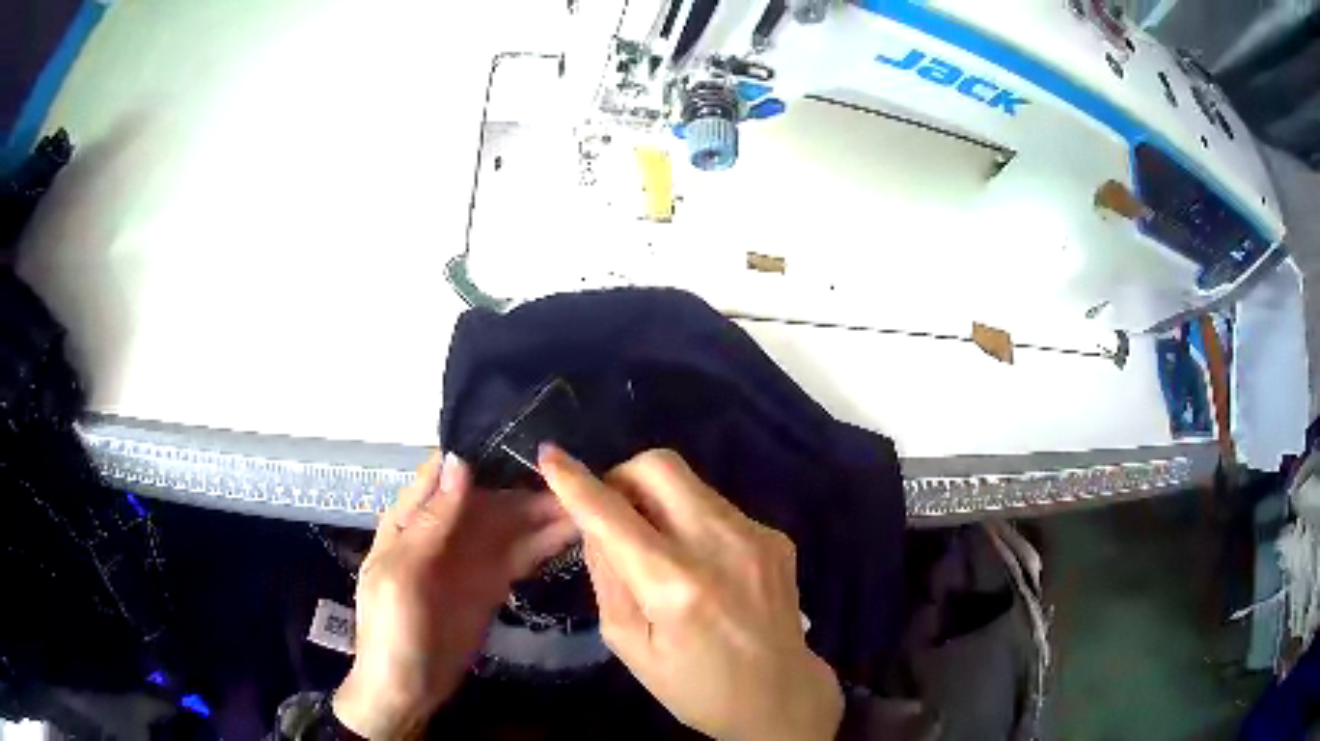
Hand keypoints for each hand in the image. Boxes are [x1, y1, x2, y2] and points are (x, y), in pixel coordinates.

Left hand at [333, 452, 577, 738]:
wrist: (407, 691)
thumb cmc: (392, 631)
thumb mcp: (403, 575)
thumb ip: (431, 522)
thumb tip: (460, 461)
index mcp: (412, 520)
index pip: (448, 472)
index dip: (485, 452)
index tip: (528, 436)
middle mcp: (444, 531)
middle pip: (490, 497)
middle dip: (528, 484)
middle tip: (579, 473)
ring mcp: (470, 558)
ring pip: (511, 525)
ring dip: (545, 512)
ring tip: (590, 499)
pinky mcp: (492, 584)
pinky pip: (521, 555)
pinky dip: (546, 542)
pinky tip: (576, 530)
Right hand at [539, 446, 843, 740]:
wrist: (781, 696)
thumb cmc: (696, 687)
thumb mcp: (632, 646)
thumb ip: (608, 579)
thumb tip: (594, 526)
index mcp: (675, 586)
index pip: (612, 516)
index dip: (575, 482)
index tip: (551, 455)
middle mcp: (720, 546)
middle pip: (659, 466)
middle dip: (623, 477)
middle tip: (614, 514)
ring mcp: (755, 535)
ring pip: (690, 482)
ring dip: (658, 500)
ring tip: (659, 548)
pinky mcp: (776, 536)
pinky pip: (718, 507)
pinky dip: (692, 521)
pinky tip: (702, 566)